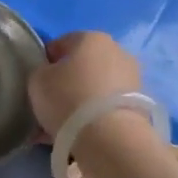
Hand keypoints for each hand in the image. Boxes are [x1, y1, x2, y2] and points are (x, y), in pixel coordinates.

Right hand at [28, 31, 142, 140]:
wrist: (111, 139)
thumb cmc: (69, 99)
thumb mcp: (37, 80)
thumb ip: (41, 72)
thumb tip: (50, 75)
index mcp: (91, 38)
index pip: (61, 44)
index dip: (46, 62)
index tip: (38, 82)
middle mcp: (117, 52)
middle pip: (83, 66)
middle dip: (67, 83)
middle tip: (51, 104)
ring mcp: (133, 79)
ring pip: (96, 88)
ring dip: (81, 102)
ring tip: (64, 126)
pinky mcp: (140, 105)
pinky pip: (108, 107)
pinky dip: (95, 117)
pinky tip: (80, 134)